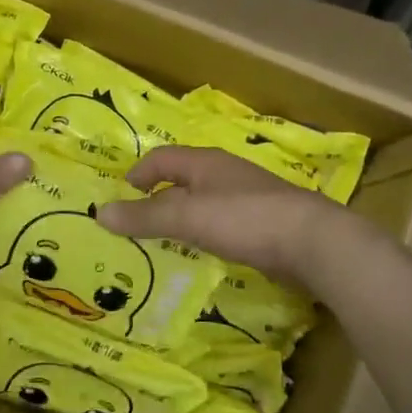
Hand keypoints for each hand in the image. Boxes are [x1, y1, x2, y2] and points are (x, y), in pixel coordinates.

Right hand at [96, 146, 354, 288]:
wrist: (312, 241)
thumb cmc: (244, 219)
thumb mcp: (187, 216)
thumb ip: (144, 216)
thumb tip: (99, 212)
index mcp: (205, 163)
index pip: (162, 158)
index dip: (139, 173)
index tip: (121, 196)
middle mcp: (225, 174)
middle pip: (183, 180)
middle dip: (158, 198)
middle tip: (136, 224)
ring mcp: (247, 198)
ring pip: (204, 203)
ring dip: (182, 219)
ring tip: (163, 242)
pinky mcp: (263, 224)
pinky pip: (223, 224)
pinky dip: (205, 234)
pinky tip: (203, 254)